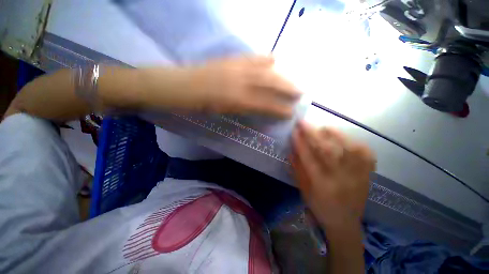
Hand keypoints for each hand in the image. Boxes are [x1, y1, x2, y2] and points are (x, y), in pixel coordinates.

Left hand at [185, 56, 300, 117]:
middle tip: (300, 92)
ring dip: (281, 74)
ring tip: (293, 78)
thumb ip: (244, 108)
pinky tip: (273, 59)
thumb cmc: (202, 104)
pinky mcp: (231, 59)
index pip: (265, 104)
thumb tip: (261, 107)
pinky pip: (252, 57)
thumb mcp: (224, 111)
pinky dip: (264, 58)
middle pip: (269, 83)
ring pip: (264, 69)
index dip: (279, 109)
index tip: (291, 113)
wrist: (183, 85)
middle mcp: (240, 81)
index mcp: (237, 99)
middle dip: (286, 88)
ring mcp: (236, 67)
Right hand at [291, 121, 375, 228]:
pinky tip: (343, 138)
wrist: (345, 222)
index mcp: (321, 186)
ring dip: (334, 134)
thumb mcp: (303, 190)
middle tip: (304, 122)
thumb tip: (291, 149)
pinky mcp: (368, 174)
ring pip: (348, 149)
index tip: (294, 130)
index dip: (300, 142)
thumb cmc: (319, 206)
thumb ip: (297, 169)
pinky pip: (364, 153)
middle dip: (313, 133)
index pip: (308, 158)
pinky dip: (353, 141)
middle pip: (328, 151)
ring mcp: (357, 176)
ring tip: (323, 127)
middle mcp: (341, 179)